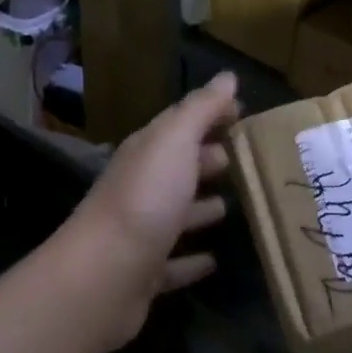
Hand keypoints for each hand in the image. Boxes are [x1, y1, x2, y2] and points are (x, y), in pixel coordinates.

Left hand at [72, 72, 240, 295]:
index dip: (211, 115)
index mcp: (148, 153)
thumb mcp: (174, 142)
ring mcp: (142, 232)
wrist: (103, 276)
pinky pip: (175, 263)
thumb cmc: (145, 199)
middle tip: (248, 161)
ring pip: (178, 213)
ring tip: (237, 206)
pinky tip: (215, 260)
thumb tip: (227, 77)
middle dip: (209, 160)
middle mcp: (142, 188)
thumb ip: (201, 109)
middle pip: (179, 167)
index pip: (181, 124)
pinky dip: (193, 260)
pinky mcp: (146, 273)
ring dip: (202, 208)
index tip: (244, 114)